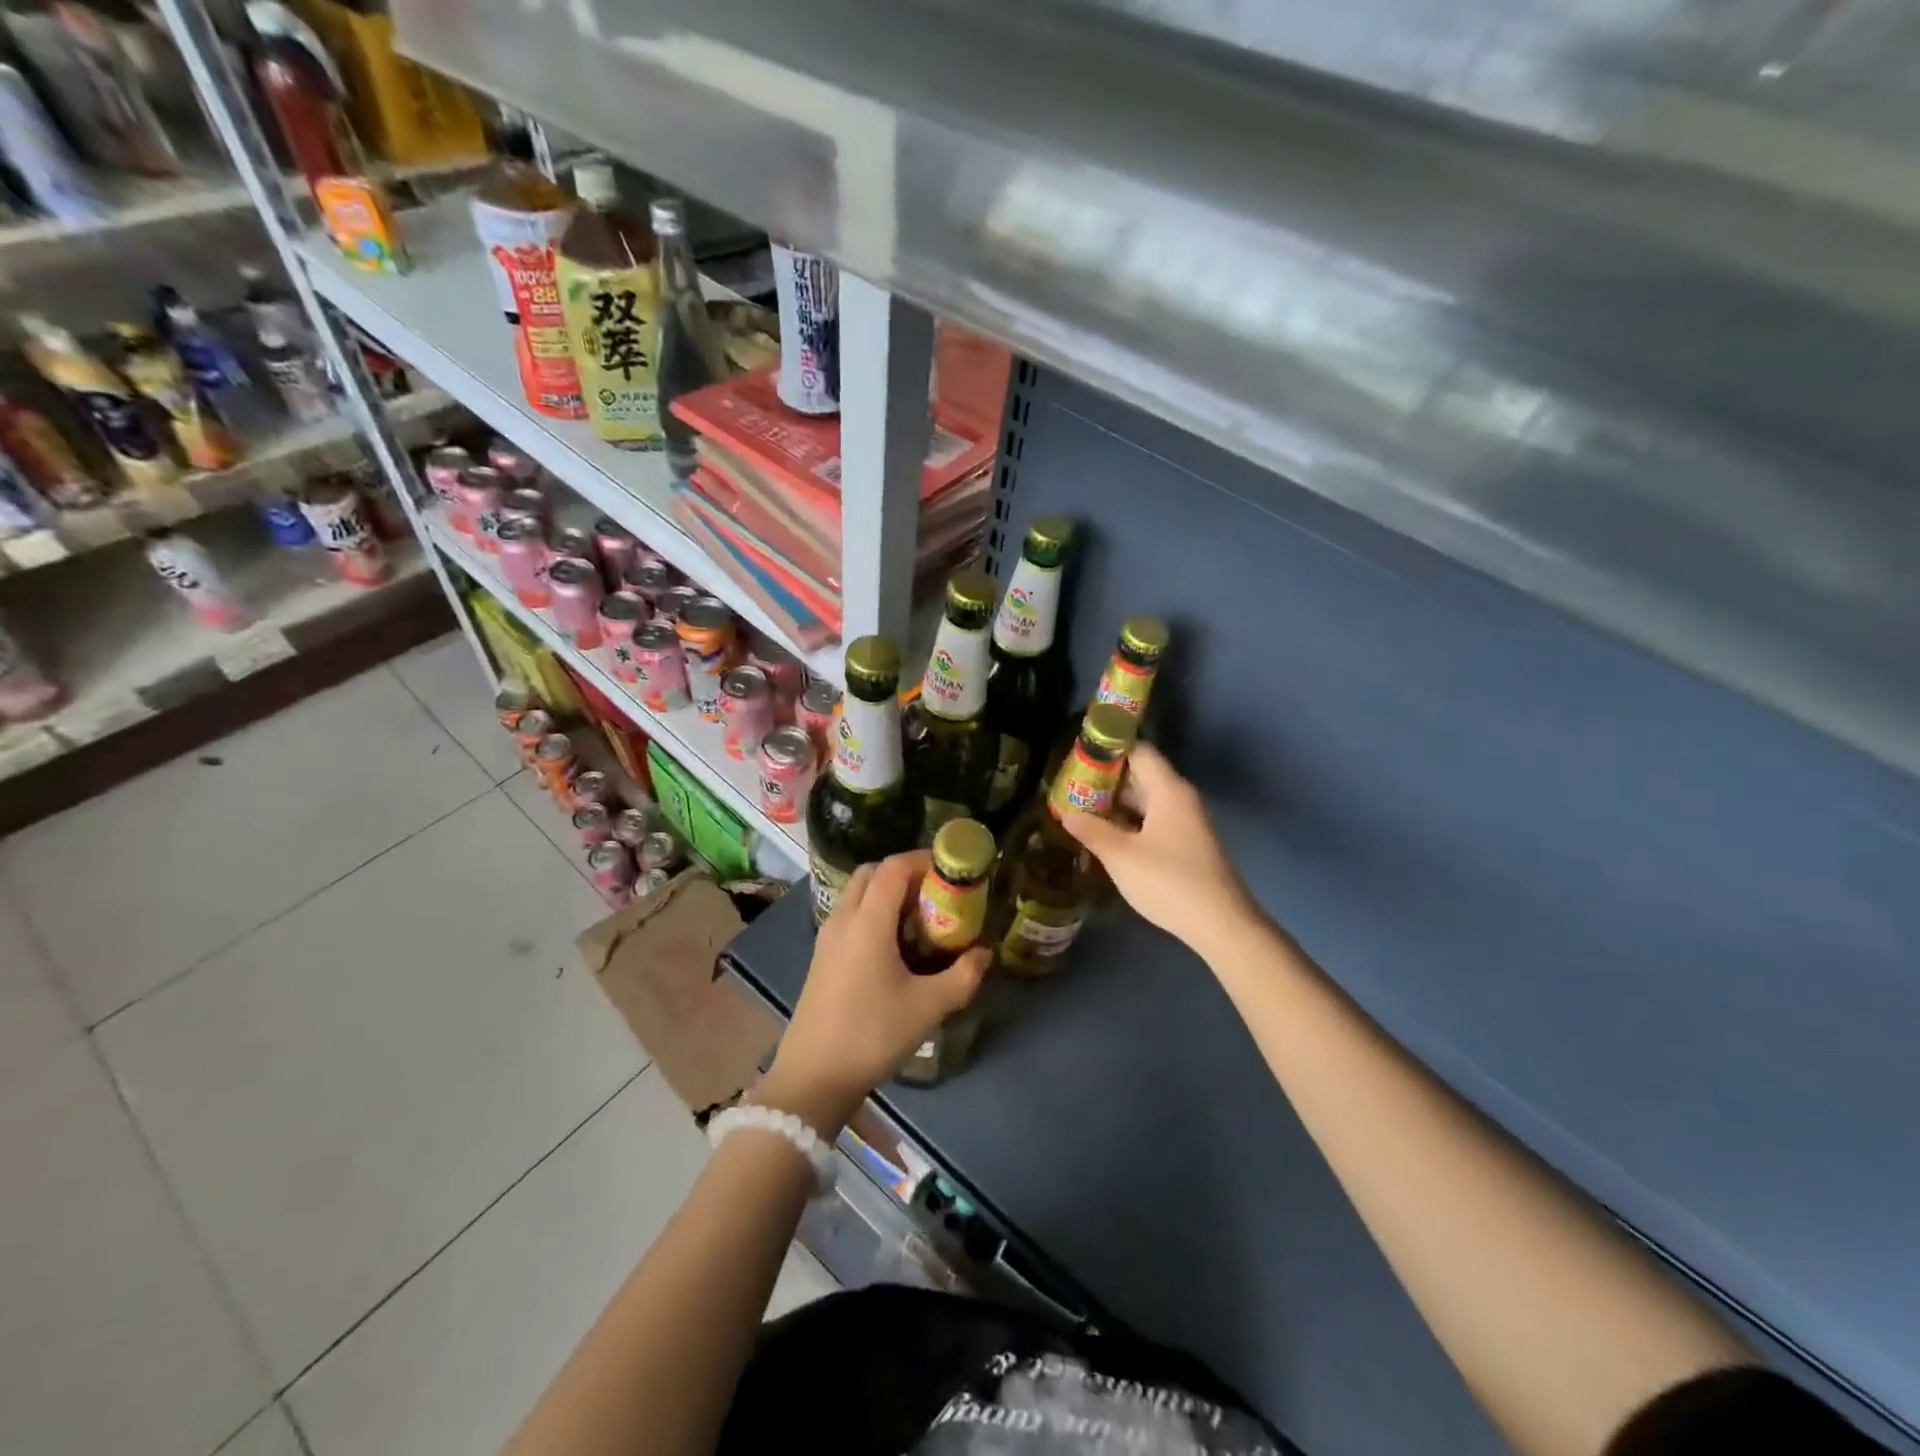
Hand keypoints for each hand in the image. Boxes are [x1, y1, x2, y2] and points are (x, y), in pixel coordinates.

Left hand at [761, 851, 989, 1132]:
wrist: (814, 1077)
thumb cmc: (872, 1034)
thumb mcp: (928, 1007)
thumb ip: (963, 975)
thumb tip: (987, 953)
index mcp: (868, 921)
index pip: (894, 867)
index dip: (923, 860)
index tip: (951, 869)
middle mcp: (844, 919)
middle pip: (872, 873)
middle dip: (905, 873)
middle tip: (936, 892)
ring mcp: (827, 937)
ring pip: (857, 893)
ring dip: (887, 892)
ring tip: (919, 917)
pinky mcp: (822, 956)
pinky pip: (849, 914)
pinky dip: (872, 911)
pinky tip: (894, 944)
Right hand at [1059, 742, 1256, 956]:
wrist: (1221, 925)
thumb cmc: (1169, 882)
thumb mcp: (1121, 856)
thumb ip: (1091, 830)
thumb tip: (1066, 812)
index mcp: (1168, 790)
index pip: (1137, 751)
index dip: (1107, 750)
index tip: (1076, 757)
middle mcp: (1179, 798)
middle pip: (1139, 775)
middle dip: (1104, 781)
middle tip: (1068, 788)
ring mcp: (1185, 822)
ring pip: (1145, 801)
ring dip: (1114, 805)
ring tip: (1079, 811)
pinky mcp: (1185, 844)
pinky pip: (1152, 821)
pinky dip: (1128, 823)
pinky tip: (1105, 837)